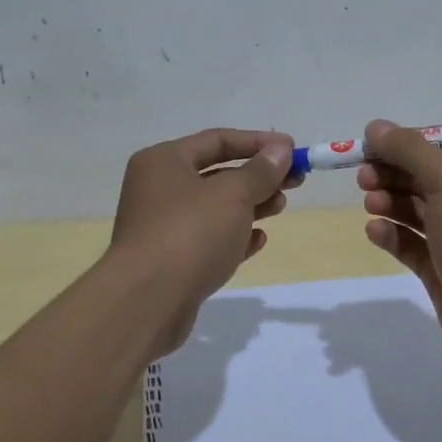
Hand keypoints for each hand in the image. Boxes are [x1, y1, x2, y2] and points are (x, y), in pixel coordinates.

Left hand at [110, 128, 295, 350]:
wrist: (147, 302)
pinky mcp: (171, 261)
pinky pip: (208, 239)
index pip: (217, 140)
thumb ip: (260, 171)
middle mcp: (158, 189)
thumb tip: (280, 150)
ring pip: (215, 208)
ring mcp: (162, 227)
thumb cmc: (190, 233)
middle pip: (217, 173)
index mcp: (163, 161)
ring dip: (251, 205)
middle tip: (294, 181)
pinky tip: (259, 240)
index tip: (293, 150)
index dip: (258, 142)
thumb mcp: (233, 195)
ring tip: (280, 207)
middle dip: (257, 176)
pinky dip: (234, 236)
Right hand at [357, 120, 441, 373]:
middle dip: (394, 172)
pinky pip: (413, 244)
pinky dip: (393, 234)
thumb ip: (410, 150)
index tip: (374, 144)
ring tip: (369, 203)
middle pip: (428, 176)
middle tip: (363, 176)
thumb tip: (375, 126)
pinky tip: (374, 231)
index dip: (410, 141)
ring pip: (418, 210)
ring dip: (391, 201)